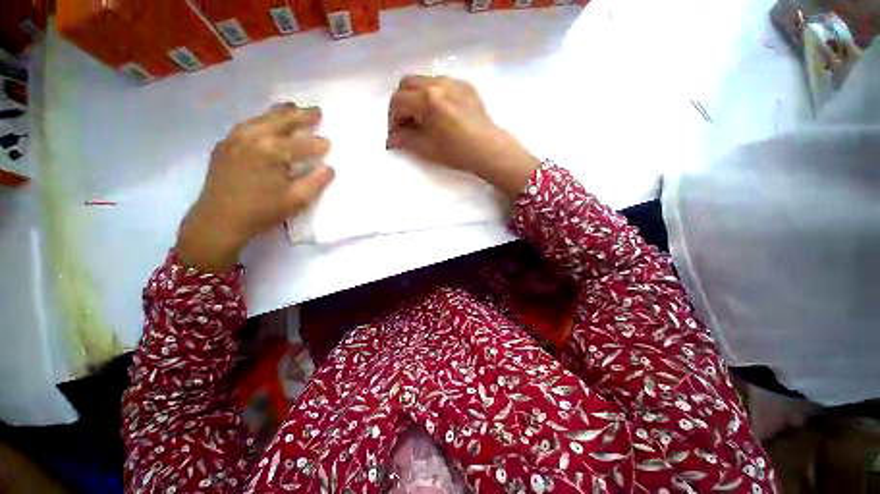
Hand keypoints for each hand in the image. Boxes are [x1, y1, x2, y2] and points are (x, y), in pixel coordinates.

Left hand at [177, 103, 334, 272]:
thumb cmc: (261, 211)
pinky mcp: (224, 145)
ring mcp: (234, 138)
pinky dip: (262, 120)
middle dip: (301, 115)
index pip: (301, 144)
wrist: (219, 220)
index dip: (318, 144)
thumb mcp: (296, 200)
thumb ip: (316, 181)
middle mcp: (251, 137)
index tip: (329, 143)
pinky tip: (266, 123)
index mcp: (270, 151)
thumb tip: (329, 168)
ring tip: (292, 107)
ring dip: (280, 113)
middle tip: (316, 111)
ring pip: (261, 118)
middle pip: (280, 120)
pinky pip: (247, 125)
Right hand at [387, 75, 539, 198]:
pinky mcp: (465, 85)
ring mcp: (454, 81)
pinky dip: (431, 95)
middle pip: (406, 83)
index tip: (394, 135)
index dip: (391, 119)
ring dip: (415, 97)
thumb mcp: (427, 149)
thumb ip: (405, 140)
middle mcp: (439, 83)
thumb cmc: (458, 153)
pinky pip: (440, 83)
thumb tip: (391, 139)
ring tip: (420, 118)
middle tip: (404, 123)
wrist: (489, 150)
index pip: (398, 102)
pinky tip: (437, 112)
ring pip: (423, 80)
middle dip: (400, 103)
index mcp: (428, 100)